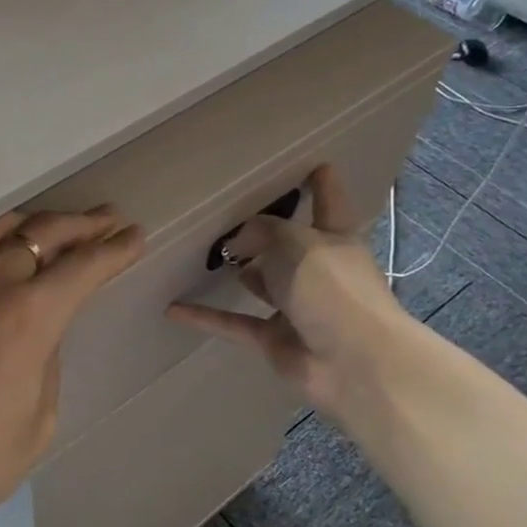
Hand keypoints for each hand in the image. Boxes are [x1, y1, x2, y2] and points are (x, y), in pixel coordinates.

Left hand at [0, 207, 143, 526]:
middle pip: (46, 233)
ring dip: (39, 221)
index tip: (135, 236)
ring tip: (60, 224)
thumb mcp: (38, 420)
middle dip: (84, 225)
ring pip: (2, 226)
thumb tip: (42, 331)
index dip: (115, 250)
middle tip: (108, 219)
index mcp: (29, 316)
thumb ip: (48, 361)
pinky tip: (2, 241)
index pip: (84, 267)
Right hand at [166, 165, 408, 414]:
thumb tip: (235, 243)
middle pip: (291, 245)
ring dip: (242, 273)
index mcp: (335, 238)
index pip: (329, 202)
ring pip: (264, 283)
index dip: (321, 183)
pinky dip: (206, 318)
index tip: (312, 164)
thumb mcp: (293, 242)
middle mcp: (318, 270)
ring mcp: (298, 307)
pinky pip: (234, 323)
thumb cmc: (331, 287)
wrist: (353, 362)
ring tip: (206, 256)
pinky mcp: (275, 339)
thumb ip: (260, 231)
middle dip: (268, 233)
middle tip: (231, 213)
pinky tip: (173, 309)